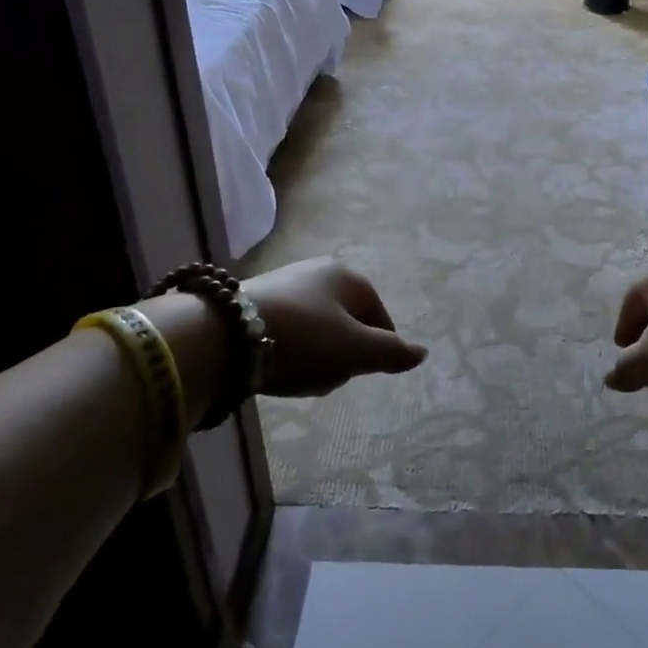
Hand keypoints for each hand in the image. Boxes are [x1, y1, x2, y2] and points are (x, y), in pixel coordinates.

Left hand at [244, 259, 426, 397]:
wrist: (225, 333)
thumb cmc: (303, 339)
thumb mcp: (354, 351)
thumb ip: (390, 353)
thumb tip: (422, 353)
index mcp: (351, 278)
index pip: (381, 320)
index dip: (375, 351)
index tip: (356, 374)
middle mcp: (321, 271)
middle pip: (348, 324)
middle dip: (341, 354)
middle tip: (325, 376)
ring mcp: (288, 282)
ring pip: (318, 329)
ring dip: (313, 355)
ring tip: (296, 374)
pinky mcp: (257, 298)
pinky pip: (288, 329)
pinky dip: (287, 349)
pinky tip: (274, 366)